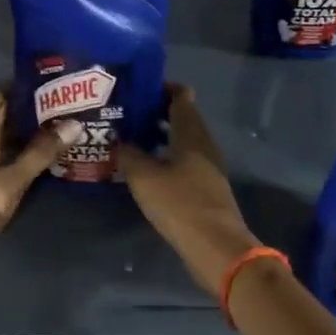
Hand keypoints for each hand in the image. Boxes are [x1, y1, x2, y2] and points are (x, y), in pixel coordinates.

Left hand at [0, 89, 75, 288]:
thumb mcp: (11, 179)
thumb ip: (40, 153)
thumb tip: (75, 123)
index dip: (18, 87)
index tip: (47, 83)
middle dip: (28, 114)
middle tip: (62, 111)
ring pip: (0, 145)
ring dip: (24, 140)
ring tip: (57, 136)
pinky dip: (17, 163)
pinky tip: (36, 170)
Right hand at [117, 86, 264, 295]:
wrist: (216, 247)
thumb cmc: (180, 204)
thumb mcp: (144, 177)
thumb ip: (129, 154)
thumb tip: (119, 141)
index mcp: (192, 133)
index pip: (181, 96)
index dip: (161, 87)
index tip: (136, 87)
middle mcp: (204, 144)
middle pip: (182, 117)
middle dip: (155, 111)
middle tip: (125, 112)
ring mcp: (208, 167)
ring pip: (182, 141)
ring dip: (159, 136)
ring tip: (129, 138)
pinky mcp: (206, 188)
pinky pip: (183, 162)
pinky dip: (166, 157)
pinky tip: (145, 168)